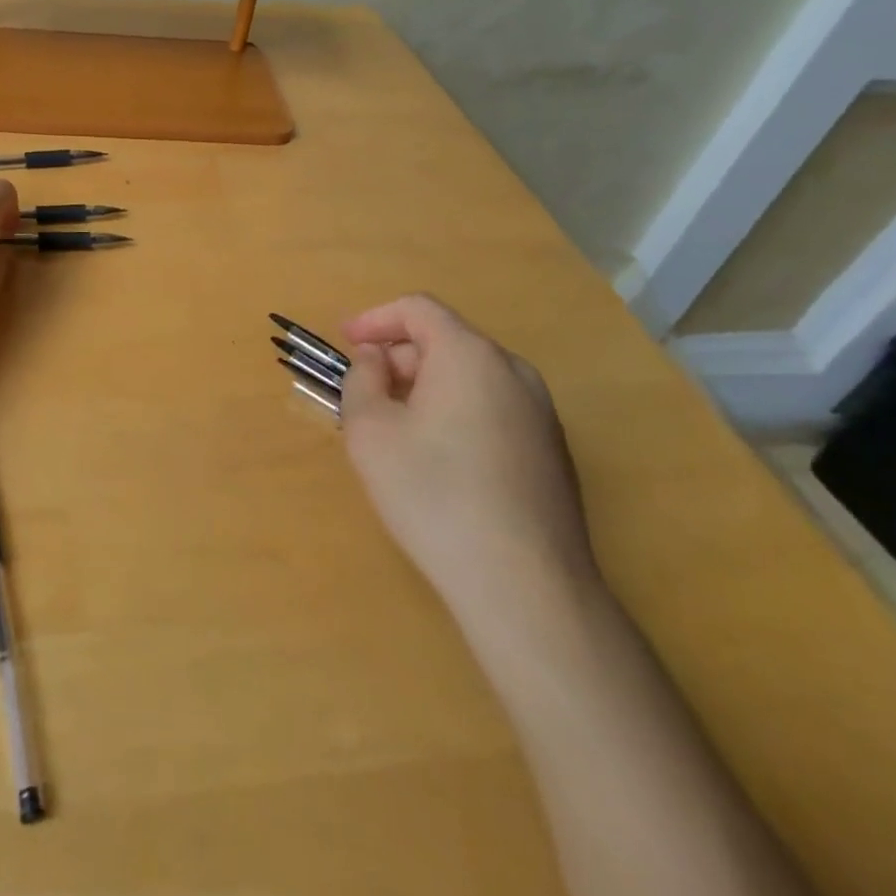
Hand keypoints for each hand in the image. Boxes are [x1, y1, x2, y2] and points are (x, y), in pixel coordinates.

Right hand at [338, 294, 596, 614]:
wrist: (525, 586)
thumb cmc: (434, 495)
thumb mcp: (370, 431)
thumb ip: (362, 379)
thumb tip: (376, 360)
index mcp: (470, 355)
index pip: (418, 309)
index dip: (374, 319)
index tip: (344, 342)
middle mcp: (513, 372)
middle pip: (445, 341)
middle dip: (398, 357)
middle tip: (364, 393)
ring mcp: (541, 413)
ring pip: (470, 377)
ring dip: (425, 386)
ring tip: (395, 427)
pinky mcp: (552, 452)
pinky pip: (492, 409)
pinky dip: (455, 412)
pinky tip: (438, 461)